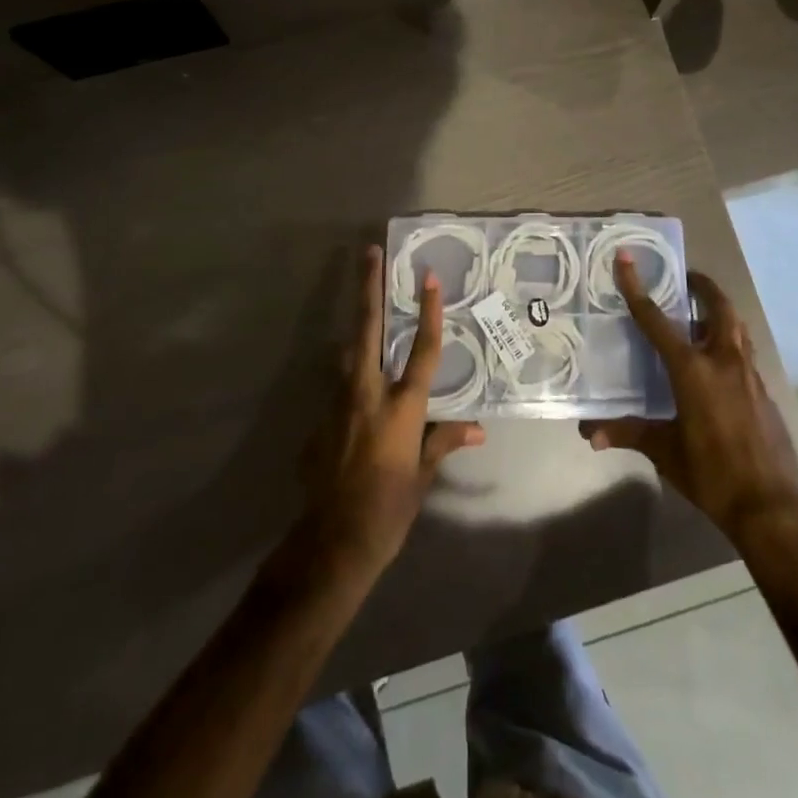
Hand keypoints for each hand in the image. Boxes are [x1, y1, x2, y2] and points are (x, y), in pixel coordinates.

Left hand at [297, 246, 484, 580]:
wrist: (331, 544)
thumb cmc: (389, 509)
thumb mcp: (422, 476)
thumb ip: (444, 441)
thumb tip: (479, 429)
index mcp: (402, 406)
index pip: (423, 350)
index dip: (429, 312)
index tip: (428, 276)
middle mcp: (368, 394)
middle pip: (368, 329)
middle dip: (368, 288)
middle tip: (368, 253)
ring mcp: (338, 404)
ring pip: (347, 353)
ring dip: (357, 330)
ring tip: (365, 307)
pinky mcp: (318, 421)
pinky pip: (338, 389)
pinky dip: (350, 380)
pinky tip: (356, 395)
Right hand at [580, 256, 797, 539]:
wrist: (772, 508)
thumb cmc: (712, 475)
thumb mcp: (665, 452)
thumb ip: (628, 433)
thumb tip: (589, 433)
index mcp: (693, 369)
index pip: (657, 320)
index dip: (638, 288)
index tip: (626, 259)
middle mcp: (724, 361)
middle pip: (718, 307)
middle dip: (702, 286)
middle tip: (685, 278)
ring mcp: (750, 375)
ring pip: (737, 328)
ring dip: (719, 312)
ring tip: (699, 315)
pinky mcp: (765, 392)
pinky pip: (745, 353)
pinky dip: (729, 343)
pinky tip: (717, 364)